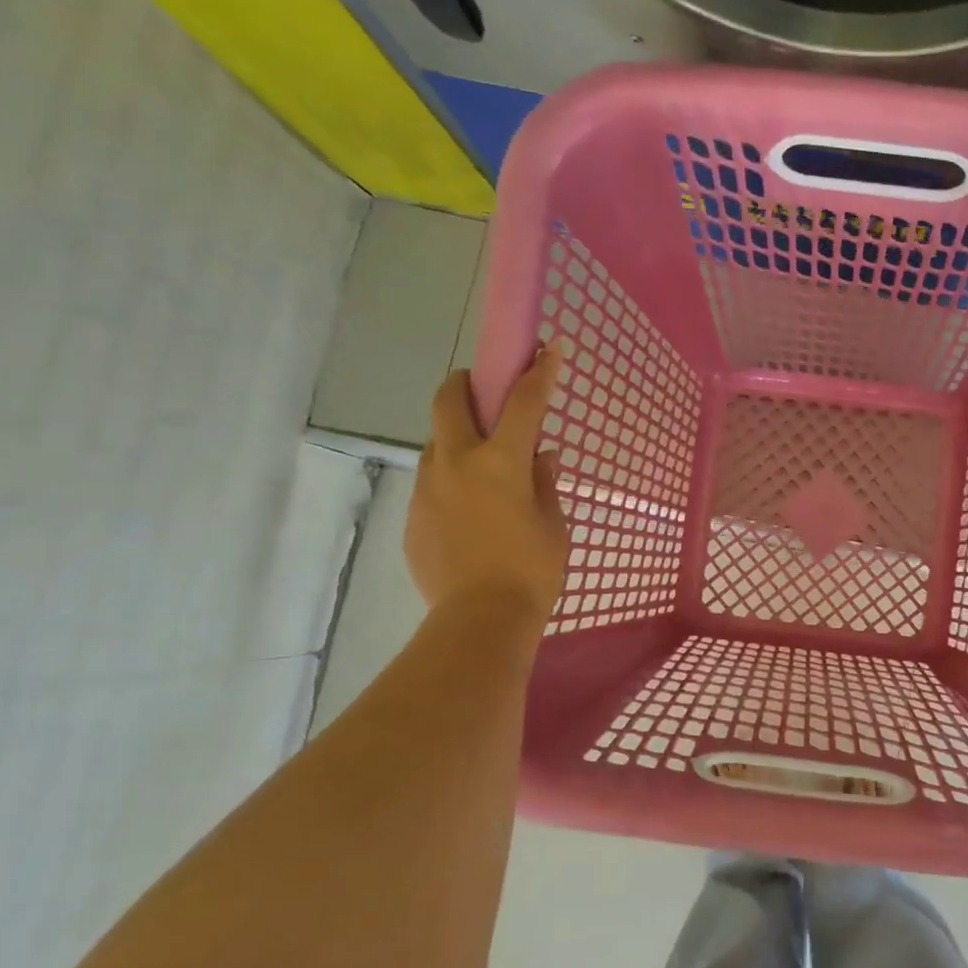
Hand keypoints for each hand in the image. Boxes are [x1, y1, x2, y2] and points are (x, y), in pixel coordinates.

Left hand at [406, 350, 568, 639]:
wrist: (480, 620)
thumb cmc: (532, 570)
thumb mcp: (553, 524)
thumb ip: (544, 483)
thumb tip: (541, 457)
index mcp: (500, 462)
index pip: (523, 402)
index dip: (538, 371)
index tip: (548, 347)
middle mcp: (457, 463)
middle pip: (449, 401)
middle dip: (465, 383)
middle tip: (482, 391)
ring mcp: (428, 489)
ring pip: (437, 444)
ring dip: (457, 439)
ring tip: (480, 468)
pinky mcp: (413, 517)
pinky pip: (431, 484)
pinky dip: (450, 482)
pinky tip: (469, 513)